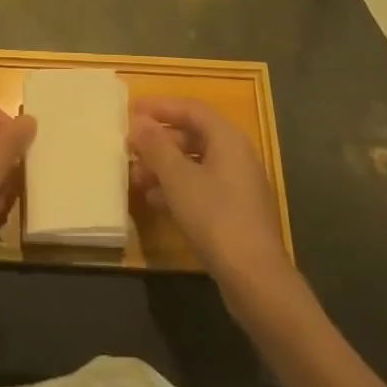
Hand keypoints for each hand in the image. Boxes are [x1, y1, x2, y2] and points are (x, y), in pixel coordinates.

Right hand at [130, 97, 290, 292]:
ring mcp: (238, 185)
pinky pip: (201, 187)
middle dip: (159, 141)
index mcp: (227, 138)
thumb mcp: (178, 179)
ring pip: (194, 163)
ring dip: (164, 167)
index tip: (132, 110)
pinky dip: (177, 188)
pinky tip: (155, 202)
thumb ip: (156, 146)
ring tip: (136, 177)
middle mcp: (236, 155)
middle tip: (130, 148)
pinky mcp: (235, 212)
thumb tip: (138, 121)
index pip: (191, 108)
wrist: (256, 280)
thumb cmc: (216, 217)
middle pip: (192, 135)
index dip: (160, 106)